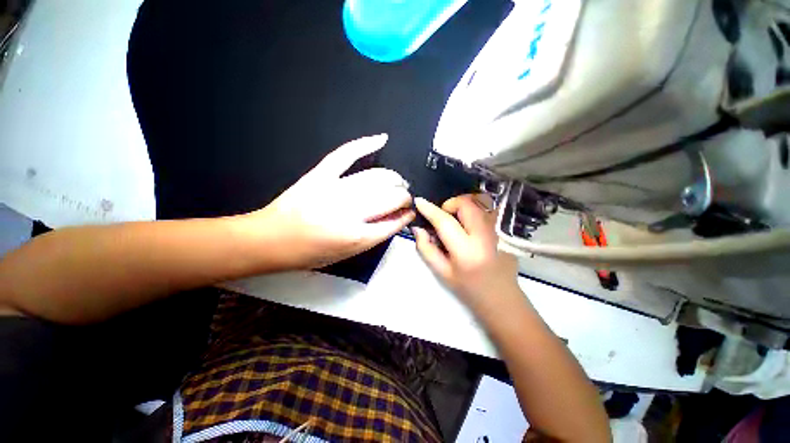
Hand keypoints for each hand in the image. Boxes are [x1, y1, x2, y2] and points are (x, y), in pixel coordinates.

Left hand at [249, 134, 414, 269]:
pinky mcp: (320, 175)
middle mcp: (349, 212)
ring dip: (394, 178)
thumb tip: (395, 219)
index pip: (394, 222)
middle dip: (404, 196)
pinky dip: (365, 144)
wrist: (270, 239)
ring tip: (398, 182)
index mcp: (355, 237)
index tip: (410, 212)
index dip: (406, 215)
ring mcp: (335, 189)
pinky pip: (346, 154)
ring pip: (377, 177)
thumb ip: (373, 237)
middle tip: (405, 197)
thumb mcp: (346, 254)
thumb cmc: (308, 253)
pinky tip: (382, 139)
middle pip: (390, 197)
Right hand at [413, 195, 518, 306]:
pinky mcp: (507, 230)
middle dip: (450, 204)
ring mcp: (500, 231)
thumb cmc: (468, 289)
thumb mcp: (442, 272)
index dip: (430, 210)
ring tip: (458, 219)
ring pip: (480, 201)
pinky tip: (472, 223)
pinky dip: (476, 209)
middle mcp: (486, 237)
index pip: (445, 222)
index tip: (419, 202)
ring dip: (464, 205)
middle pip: (466, 204)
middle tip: (445, 217)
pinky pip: (489, 208)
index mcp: (466, 252)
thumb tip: (418, 228)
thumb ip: (426, 249)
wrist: (502, 298)